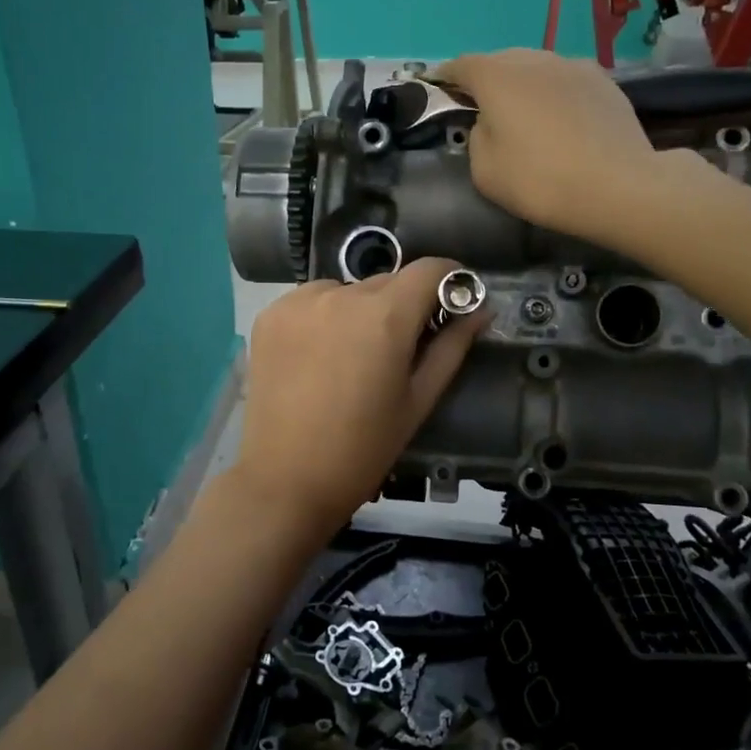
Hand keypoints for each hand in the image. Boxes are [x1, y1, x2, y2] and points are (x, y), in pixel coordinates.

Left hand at [232, 258, 489, 539]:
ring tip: (353, 357)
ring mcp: (298, 302)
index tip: (454, 300)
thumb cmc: (363, 448)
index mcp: (384, 316)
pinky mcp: (269, 315)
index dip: (450, 278)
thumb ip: (452, 347)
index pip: (429, 269)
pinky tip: (319, 356)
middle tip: (401, 348)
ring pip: (347, 290)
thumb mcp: (418, 400)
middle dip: (403, 305)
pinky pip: (311, 301)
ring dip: (360, 310)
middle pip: (387, 282)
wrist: (285, 480)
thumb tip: (481, 310)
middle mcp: (339, 294)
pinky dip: (324, 317)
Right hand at [432, 48, 668, 241]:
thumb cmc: (539, 180)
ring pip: (536, 68)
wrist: (618, 187)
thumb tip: (489, 123)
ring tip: (523, 113)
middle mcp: (534, 60)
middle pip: (501, 61)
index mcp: (497, 77)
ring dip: (523, 85)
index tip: (439, 89)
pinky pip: (565, 81)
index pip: (461, 65)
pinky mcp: (604, 81)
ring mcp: (573, 66)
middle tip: (482, 107)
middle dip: (486, 80)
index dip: (446, 77)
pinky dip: (553, 94)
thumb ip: (476, 137)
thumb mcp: (484, 170)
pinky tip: (560, 120)